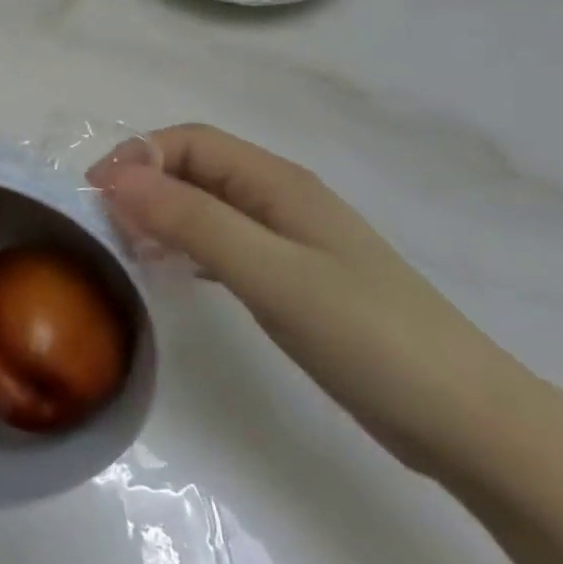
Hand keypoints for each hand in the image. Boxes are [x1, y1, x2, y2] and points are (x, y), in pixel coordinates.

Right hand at [94, 125, 544, 482]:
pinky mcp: (293, 278)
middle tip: (104, 229)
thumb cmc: (367, 337)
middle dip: (143, 184)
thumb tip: (118, 178)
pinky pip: (222, 241)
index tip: (95, 198)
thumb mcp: (271, 274)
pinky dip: (186, 246)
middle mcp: (280, 199)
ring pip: (205, 204)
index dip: (136, 157)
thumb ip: (193, 221)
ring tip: (128, 250)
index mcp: (278, 183)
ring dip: (160, 214)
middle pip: (194, 168)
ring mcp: (289, 239)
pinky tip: (172, 272)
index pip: (189, 141)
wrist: (467, 422)